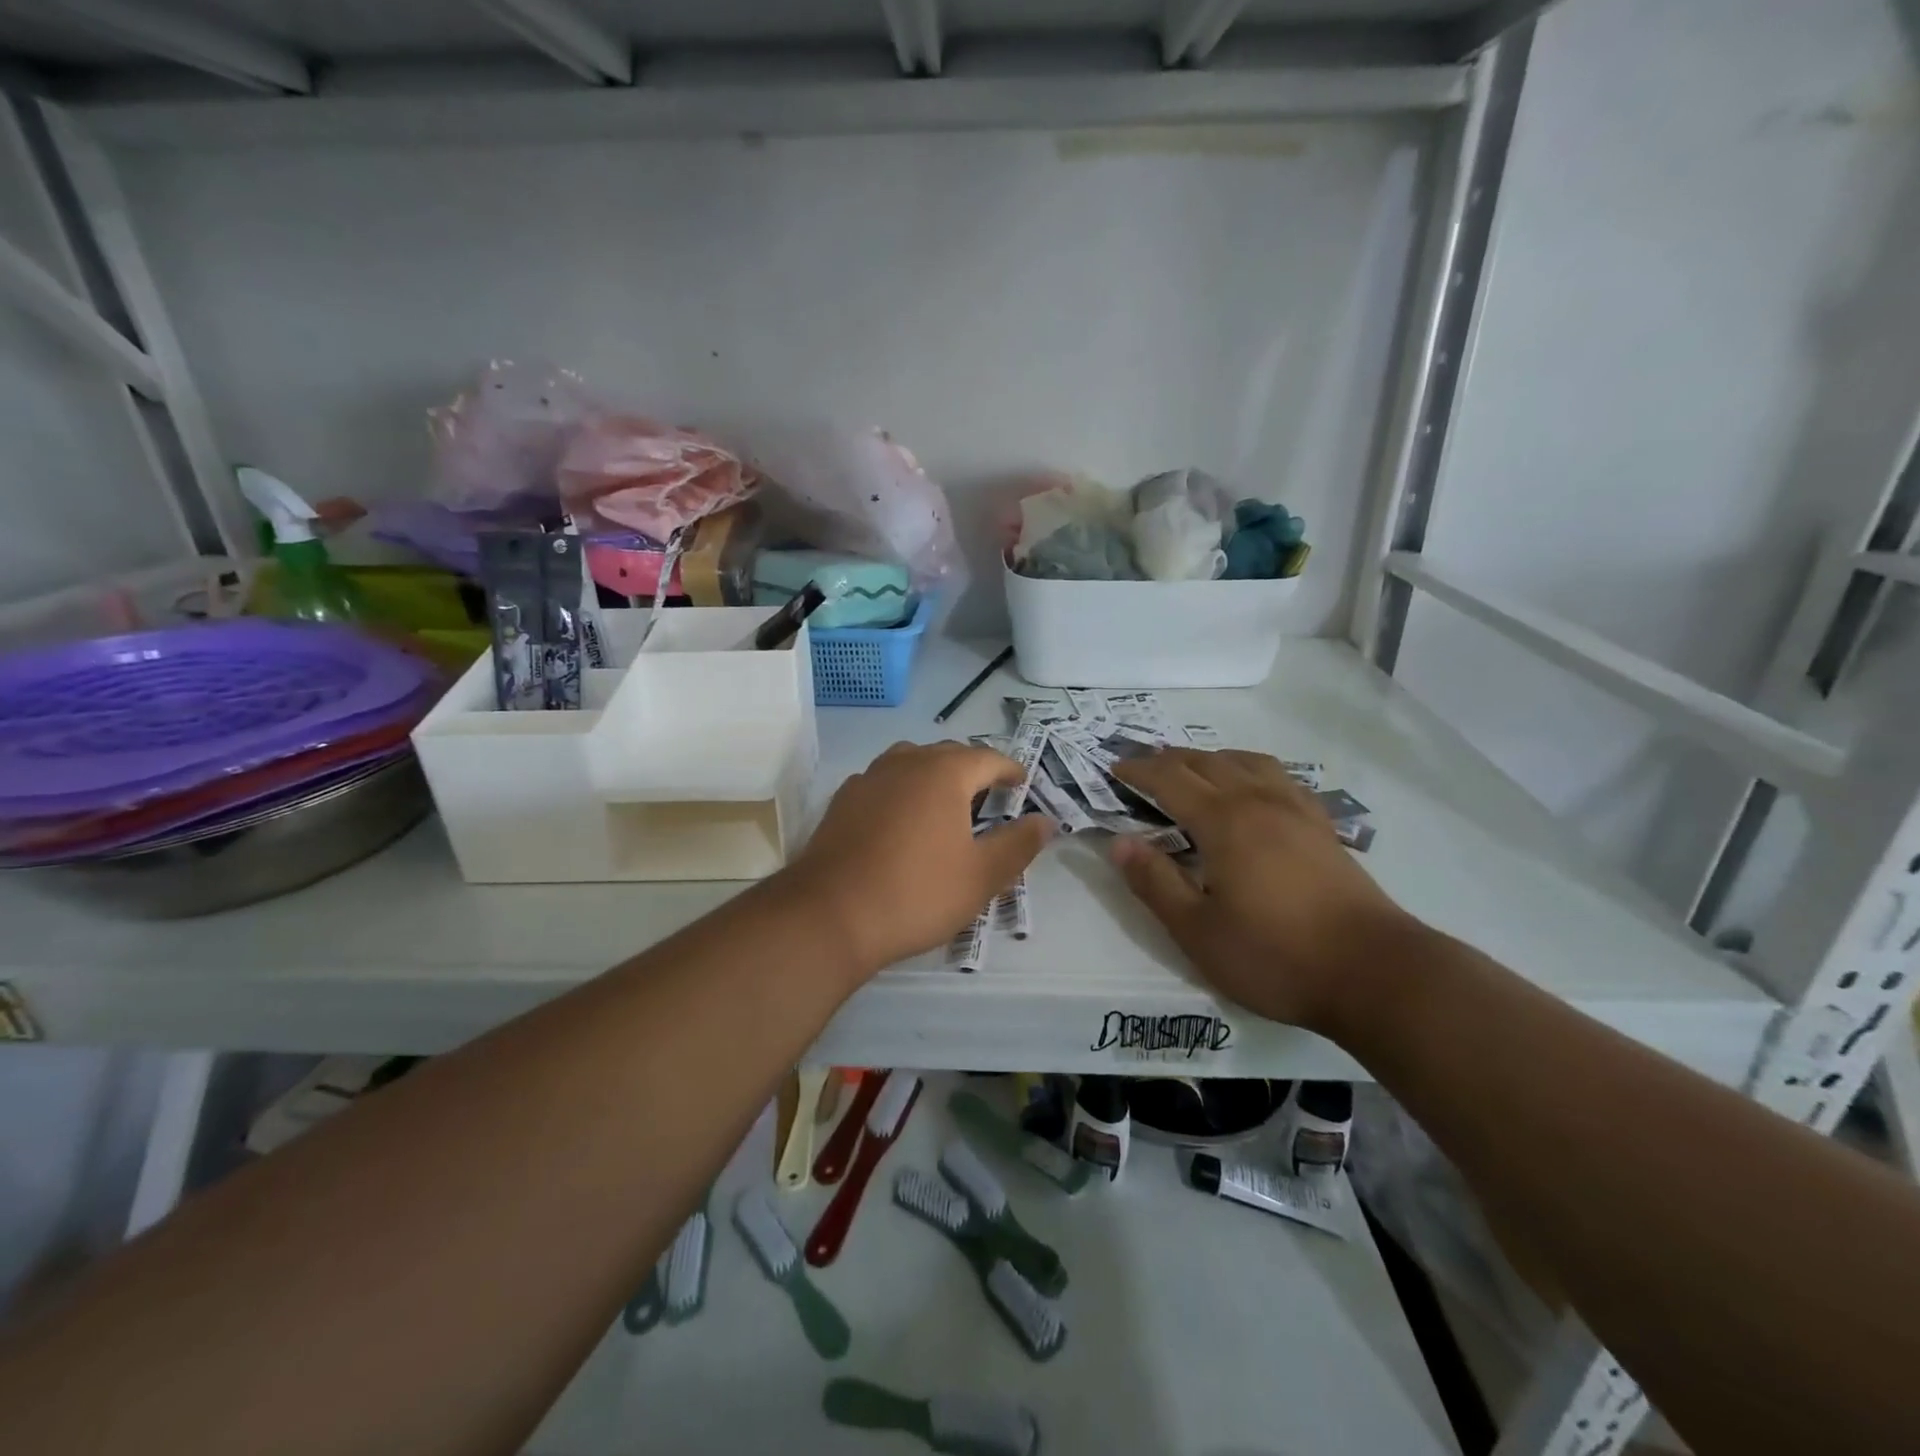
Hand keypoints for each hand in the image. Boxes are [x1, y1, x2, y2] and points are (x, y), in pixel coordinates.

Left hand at [787, 742, 1053, 976]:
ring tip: (946, 805)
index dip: (1010, 770)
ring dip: (934, 776)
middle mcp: (906, 762)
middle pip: (949, 754)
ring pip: (911, 762)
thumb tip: (1046, 821)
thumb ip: (1019, 844)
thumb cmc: (917, 892)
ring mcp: (869, 778)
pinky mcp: (842, 800)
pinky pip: (883, 782)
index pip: (988, 758)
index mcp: (944, 772)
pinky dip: (903, 790)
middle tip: (990, 797)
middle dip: (973, 770)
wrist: (830, 915)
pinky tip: (902, 820)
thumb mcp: (981, 875)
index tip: (1023, 784)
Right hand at [1110, 749, 1416, 1032]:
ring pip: (1246, 762)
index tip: (1113, 769)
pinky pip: (1279, 777)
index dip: (1138, 771)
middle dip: (1168, 759)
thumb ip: (1155, 882)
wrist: (1375, 972)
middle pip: (1206, 762)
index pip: (1169, 780)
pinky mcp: (1322, 827)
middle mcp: (1259, 801)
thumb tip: (1119, 842)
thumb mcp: (1198, 931)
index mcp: (1224, 821)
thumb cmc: (1275, 955)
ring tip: (1193, 769)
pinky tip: (1253, 789)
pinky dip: (1251, 770)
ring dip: (1211, 758)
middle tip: (1142, 767)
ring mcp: (1296, 810)